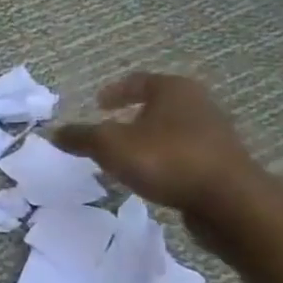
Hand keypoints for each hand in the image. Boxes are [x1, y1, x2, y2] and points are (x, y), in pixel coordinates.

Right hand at [51, 72, 265, 223]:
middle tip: (107, 130)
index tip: (97, 104)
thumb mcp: (110, 146)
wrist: (229, 201)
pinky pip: (182, 153)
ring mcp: (214, 134)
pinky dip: (162, 159)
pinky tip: (149, 176)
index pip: (138, 81)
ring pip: (170, 130)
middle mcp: (198, 104)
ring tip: (124, 157)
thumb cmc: (166, 159)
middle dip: (130, 117)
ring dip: (146, 140)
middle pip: (157, 105)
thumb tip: (54, 132)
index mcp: (174, 89)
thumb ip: (80, 137)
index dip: (114, 92)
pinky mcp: (221, 162)